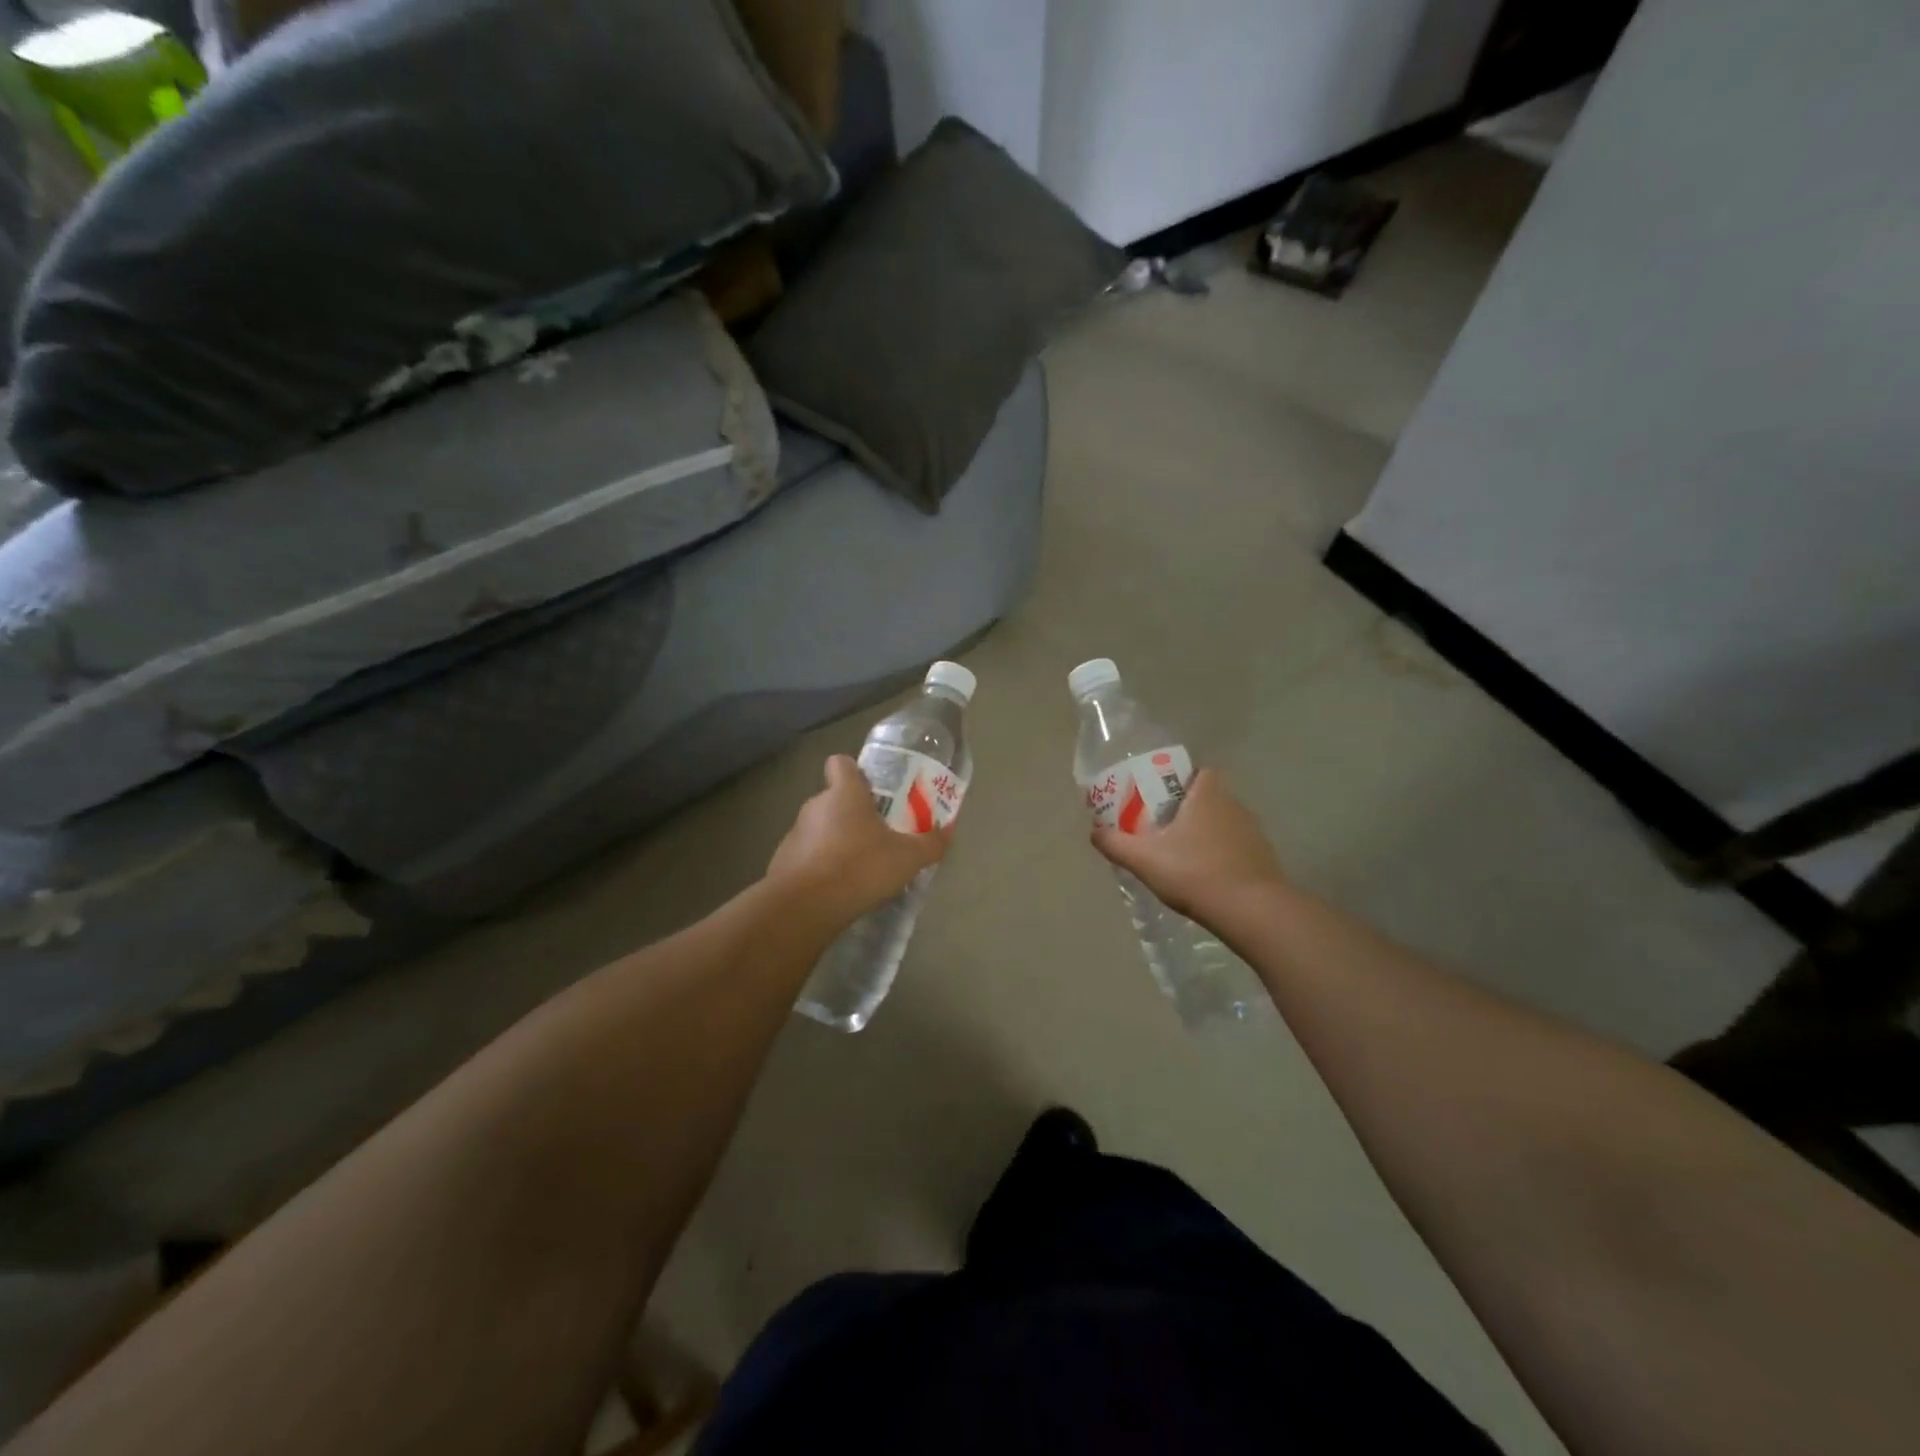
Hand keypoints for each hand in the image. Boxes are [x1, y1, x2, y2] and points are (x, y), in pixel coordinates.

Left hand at [766, 756, 952, 929]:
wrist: (804, 907)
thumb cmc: (859, 867)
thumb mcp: (907, 858)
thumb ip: (930, 843)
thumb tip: (948, 830)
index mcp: (844, 794)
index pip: (841, 763)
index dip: (855, 772)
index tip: (873, 790)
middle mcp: (815, 806)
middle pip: (834, 798)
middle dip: (853, 813)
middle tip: (878, 834)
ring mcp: (794, 834)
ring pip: (820, 828)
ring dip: (836, 841)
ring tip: (860, 867)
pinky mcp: (783, 862)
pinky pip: (808, 855)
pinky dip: (821, 866)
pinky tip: (839, 888)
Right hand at [1091, 769, 1283, 921]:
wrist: (1252, 912)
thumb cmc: (1195, 873)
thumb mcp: (1144, 859)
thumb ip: (1116, 843)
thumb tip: (1094, 833)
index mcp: (1208, 794)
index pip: (1199, 771)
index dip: (1179, 780)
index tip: (1158, 799)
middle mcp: (1234, 805)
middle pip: (1208, 797)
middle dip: (1186, 809)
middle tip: (1160, 829)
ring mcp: (1252, 833)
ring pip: (1222, 823)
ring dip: (1204, 834)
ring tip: (1180, 856)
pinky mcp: (1263, 858)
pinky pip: (1235, 848)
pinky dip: (1220, 856)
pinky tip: (1204, 877)